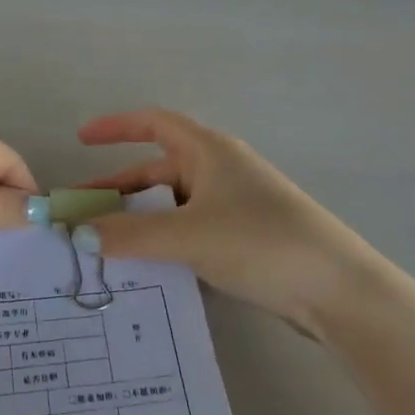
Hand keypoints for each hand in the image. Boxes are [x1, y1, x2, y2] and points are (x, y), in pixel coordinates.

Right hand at [77, 108, 389, 332]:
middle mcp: (219, 171)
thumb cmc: (261, 241)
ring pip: (172, 206)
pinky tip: (144, 267)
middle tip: (80, 213)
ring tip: (102, 246)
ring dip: (138, 220)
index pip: (154, 123)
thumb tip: (76, 234)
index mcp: (208, 151)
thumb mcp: (188, 236)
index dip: (116, 127)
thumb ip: (129, 235)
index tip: (81, 140)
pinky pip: (189, 230)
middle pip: (156, 170)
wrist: (338, 290)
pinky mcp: (243, 239)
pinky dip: (163, 241)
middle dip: (117, 189)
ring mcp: (233, 206)